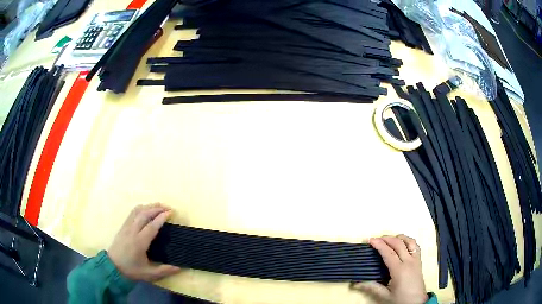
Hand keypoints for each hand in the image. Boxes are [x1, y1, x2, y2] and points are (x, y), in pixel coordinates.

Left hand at [108, 203, 181, 281]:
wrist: (112, 267)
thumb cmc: (131, 270)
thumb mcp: (149, 274)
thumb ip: (164, 270)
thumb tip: (179, 268)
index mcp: (140, 242)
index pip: (152, 226)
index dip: (161, 218)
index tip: (170, 212)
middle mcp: (132, 231)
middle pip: (144, 214)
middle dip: (156, 208)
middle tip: (168, 207)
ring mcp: (126, 227)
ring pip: (137, 211)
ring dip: (148, 206)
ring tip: (158, 206)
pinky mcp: (123, 227)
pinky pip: (132, 213)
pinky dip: (141, 208)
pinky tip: (146, 209)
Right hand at [351, 235, 427, 303]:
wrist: (417, 303)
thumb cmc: (400, 299)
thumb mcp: (385, 296)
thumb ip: (372, 287)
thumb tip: (356, 283)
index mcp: (399, 270)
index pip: (389, 253)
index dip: (379, 245)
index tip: (370, 240)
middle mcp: (409, 262)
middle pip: (399, 244)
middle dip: (387, 238)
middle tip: (376, 239)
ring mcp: (416, 260)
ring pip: (409, 241)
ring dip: (398, 238)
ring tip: (389, 239)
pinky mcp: (419, 261)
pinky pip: (415, 246)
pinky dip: (408, 241)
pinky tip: (402, 244)